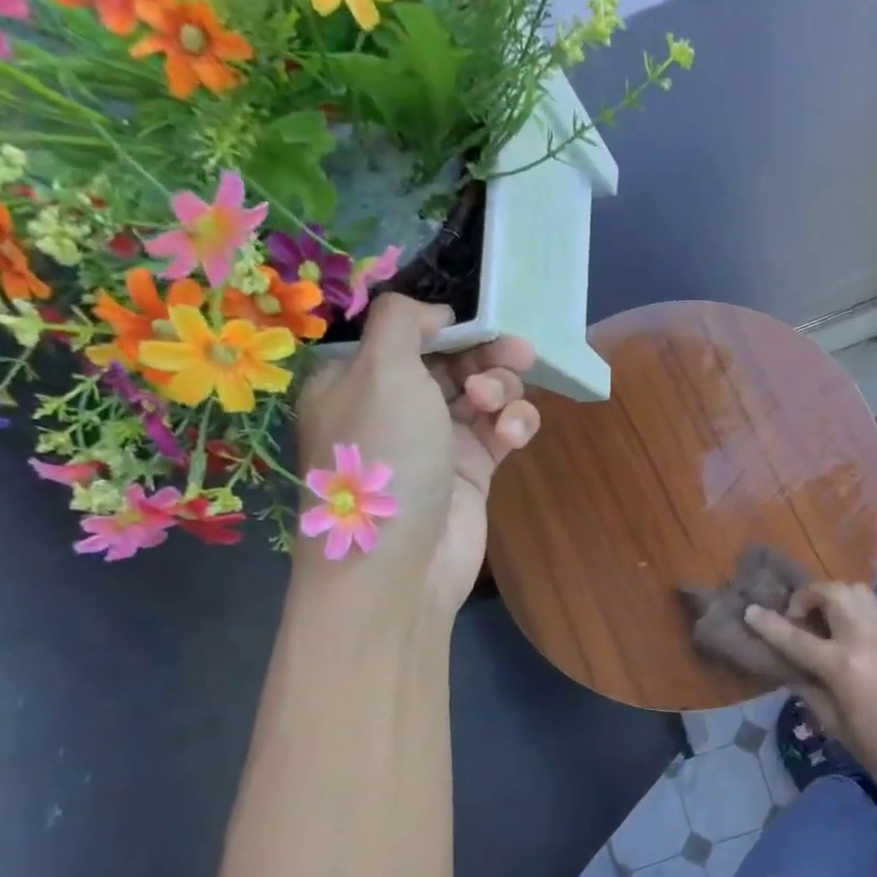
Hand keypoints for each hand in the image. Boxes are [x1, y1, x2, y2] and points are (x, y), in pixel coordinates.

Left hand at [295, 294, 540, 616]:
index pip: (409, 334)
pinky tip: (513, 436)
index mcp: (357, 378)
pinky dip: (514, 425)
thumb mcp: (380, 370)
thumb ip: (404, 321)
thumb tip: (436, 313)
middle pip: (453, 360)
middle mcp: (396, 406)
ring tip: (497, 408)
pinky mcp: (472, 471)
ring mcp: (436, 440)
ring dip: (502, 390)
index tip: (479, 324)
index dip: (448, 326)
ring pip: (484, 394)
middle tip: (518, 354)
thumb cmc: (384, 457)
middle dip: (487, 355)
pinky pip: (501, 431)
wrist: (400, 563)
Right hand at [745, 583, 876, 805]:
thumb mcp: (838, 728)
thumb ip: (811, 693)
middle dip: (808, 595)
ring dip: (834, 596)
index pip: (797, 638)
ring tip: (823, 621)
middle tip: (798, 617)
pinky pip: (875, 613)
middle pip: (834, 593)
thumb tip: (793, 673)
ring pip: (859, 592)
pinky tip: (850, 641)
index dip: (769, 624)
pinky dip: (854, 614)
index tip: (750, 611)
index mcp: (845, 666)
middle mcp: (867, 640)